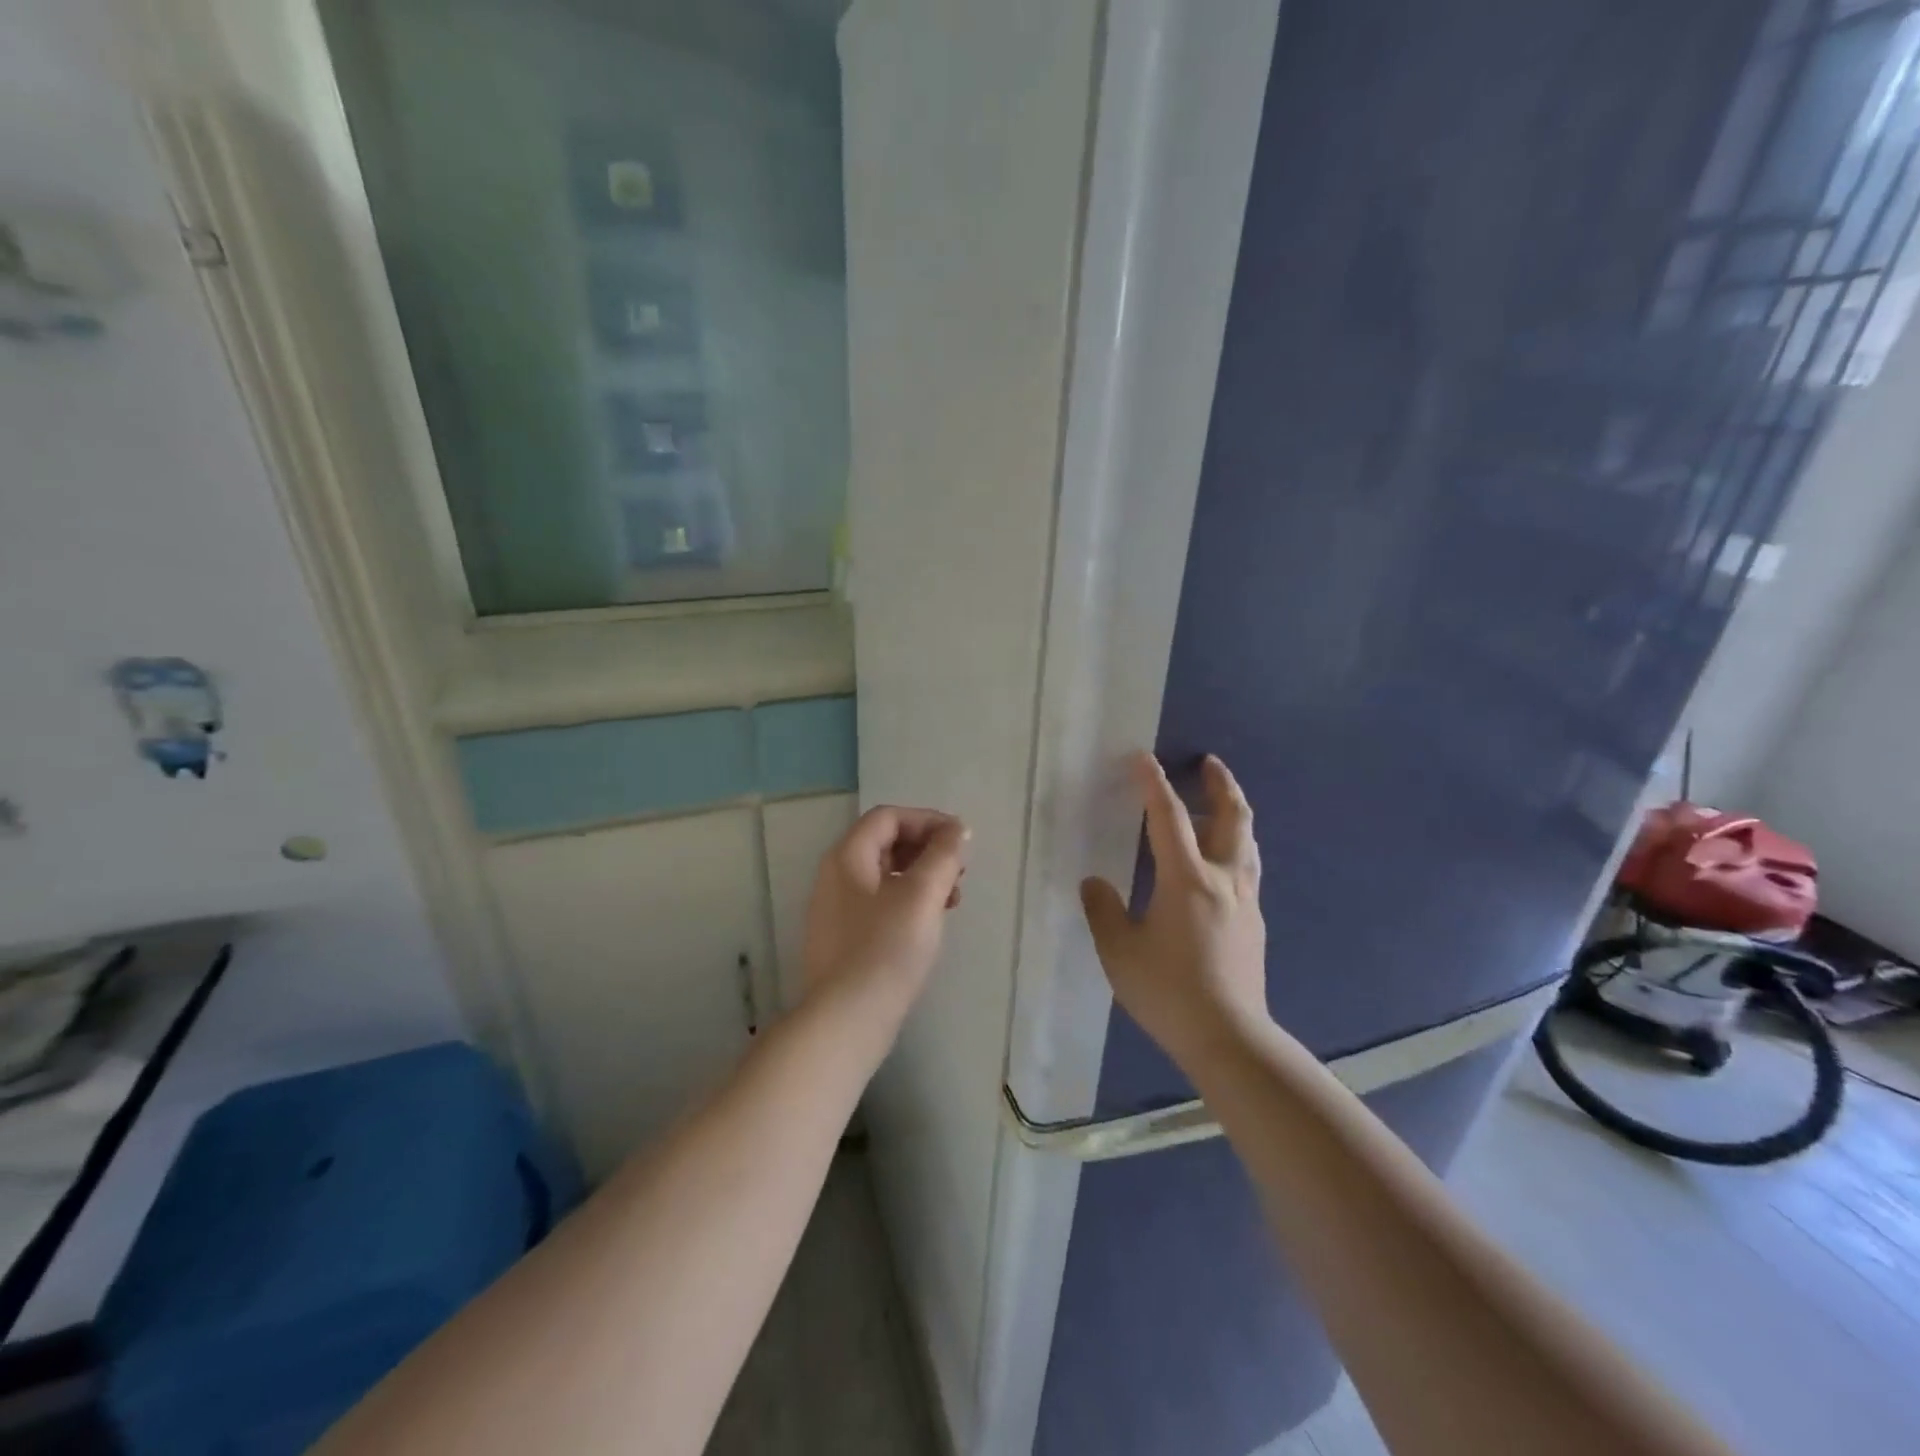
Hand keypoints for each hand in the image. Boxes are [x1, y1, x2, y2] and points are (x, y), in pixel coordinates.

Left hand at [802, 806, 968, 1019]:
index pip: (888, 817)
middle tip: (961, 870)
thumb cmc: (886, 948)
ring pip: (886, 876)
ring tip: (953, 900)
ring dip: (923, 878)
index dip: (927, 820)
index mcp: (848, 856)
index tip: (961, 840)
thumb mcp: (922, 894)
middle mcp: (835, 876)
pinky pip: (880, 904)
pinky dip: (909, 902)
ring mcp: (837, 910)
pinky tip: (930, 924)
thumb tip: (957, 830)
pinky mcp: (845, 939)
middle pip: (886, 843)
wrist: (847, 1019)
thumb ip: (943, 855)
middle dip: (928, 850)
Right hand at [1081, 752, 1269, 1067]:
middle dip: (1221, 783)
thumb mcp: (1119, 952)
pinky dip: (1233, 846)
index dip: (1154, 783)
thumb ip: (1103, 910)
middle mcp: (1222, 878)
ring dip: (1233, 812)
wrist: (1230, 1039)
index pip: (1169, 816)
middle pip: (1232, 817)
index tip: (1143, 757)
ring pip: (1246, 841)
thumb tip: (1095, 883)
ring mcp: (1245, 900)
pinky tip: (1217, 862)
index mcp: (1186, 878)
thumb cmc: (1169, 991)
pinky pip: (1246, 867)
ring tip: (1216, 803)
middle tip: (1209, 762)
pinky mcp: (1254, 922)